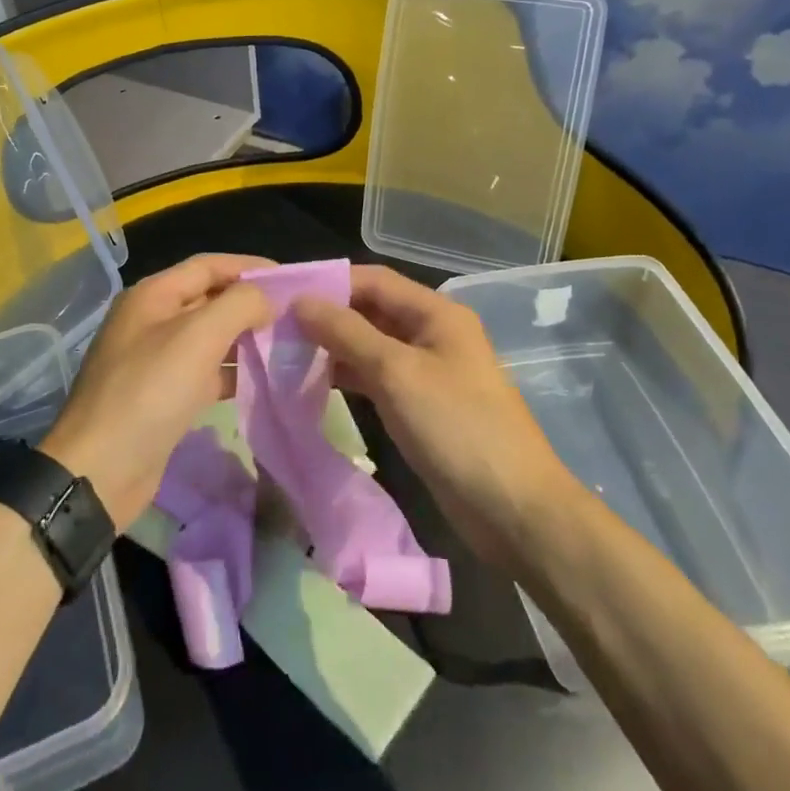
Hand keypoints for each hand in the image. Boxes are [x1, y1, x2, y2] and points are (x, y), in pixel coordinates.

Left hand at [42, 254, 275, 528]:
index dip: (250, 267)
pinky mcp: (164, 396)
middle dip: (251, 303)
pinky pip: (206, 371)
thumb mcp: (198, 337)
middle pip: (210, 298)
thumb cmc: (150, 391)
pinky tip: (264, 379)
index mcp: (153, 295)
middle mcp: (153, 320)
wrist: (101, 470)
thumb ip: (238, 305)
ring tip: (288, 344)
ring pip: (211, 337)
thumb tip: (267, 298)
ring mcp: (157, 359)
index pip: (209, 265)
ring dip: (246, 337)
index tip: (292, 280)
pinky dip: (233, 371)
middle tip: (296, 315)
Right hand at [293, 265, 574, 566]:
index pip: (373, 280)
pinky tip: (314, 383)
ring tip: (285, 354)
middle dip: (327, 316)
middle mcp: (432, 334)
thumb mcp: (397, 373)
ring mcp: (428, 371)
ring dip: (333, 347)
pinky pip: (378, 377)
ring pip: (371, 345)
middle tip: (275, 328)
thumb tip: (300, 301)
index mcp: (436, 313)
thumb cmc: (457, 429)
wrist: (513, 510)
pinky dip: (348, 376)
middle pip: (371, 311)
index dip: (328, 283)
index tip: (281, 295)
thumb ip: (346, 333)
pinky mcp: (422, 406)